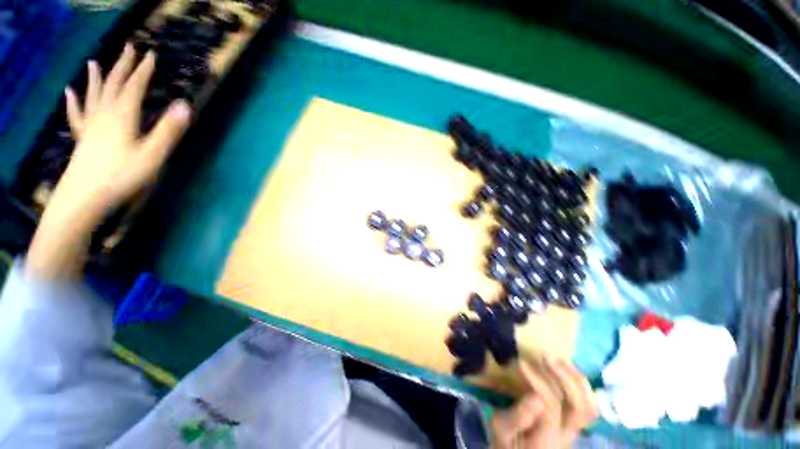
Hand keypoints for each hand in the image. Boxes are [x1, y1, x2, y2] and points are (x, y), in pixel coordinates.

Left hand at [61, 43, 189, 210]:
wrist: (84, 197)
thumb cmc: (121, 176)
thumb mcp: (152, 155)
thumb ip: (168, 130)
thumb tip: (185, 105)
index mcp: (123, 116)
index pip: (134, 86)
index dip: (143, 69)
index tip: (150, 53)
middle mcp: (104, 114)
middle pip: (113, 84)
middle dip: (123, 65)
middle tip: (128, 47)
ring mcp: (90, 125)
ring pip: (93, 95)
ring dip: (96, 77)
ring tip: (94, 62)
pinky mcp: (82, 138)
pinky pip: (76, 114)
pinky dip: (74, 101)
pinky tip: (70, 92)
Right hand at [492, 358, 597, 448]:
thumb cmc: (506, 441)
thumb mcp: (502, 430)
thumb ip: (517, 417)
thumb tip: (535, 396)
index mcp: (547, 438)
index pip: (551, 406)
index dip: (538, 382)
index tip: (521, 363)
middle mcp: (567, 435)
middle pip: (579, 407)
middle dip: (564, 378)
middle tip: (545, 357)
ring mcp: (573, 430)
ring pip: (590, 406)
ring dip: (577, 380)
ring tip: (560, 359)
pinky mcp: (573, 424)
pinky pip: (589, 406)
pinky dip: (583, 387)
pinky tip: (570, 370)